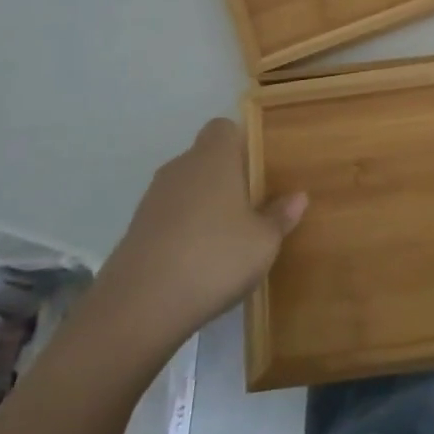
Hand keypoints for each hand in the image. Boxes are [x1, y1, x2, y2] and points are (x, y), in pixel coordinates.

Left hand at [85, 119, 306, 357]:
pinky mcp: (135, 229)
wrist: (139, 306)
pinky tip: (197, 260)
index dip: (241, 143)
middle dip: (226, 177)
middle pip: (205, 158)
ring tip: (225, 238)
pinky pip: (168, 216)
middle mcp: (181, 167)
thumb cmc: (214, 257)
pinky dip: (182, 229)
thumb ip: (280, 216)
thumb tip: (298, 196)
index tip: (258, 169)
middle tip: (250, 207)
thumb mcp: (263, 242)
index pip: (224, 127)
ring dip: (203, 205)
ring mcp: (153, 198)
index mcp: (213, 157)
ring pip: (185, 188)